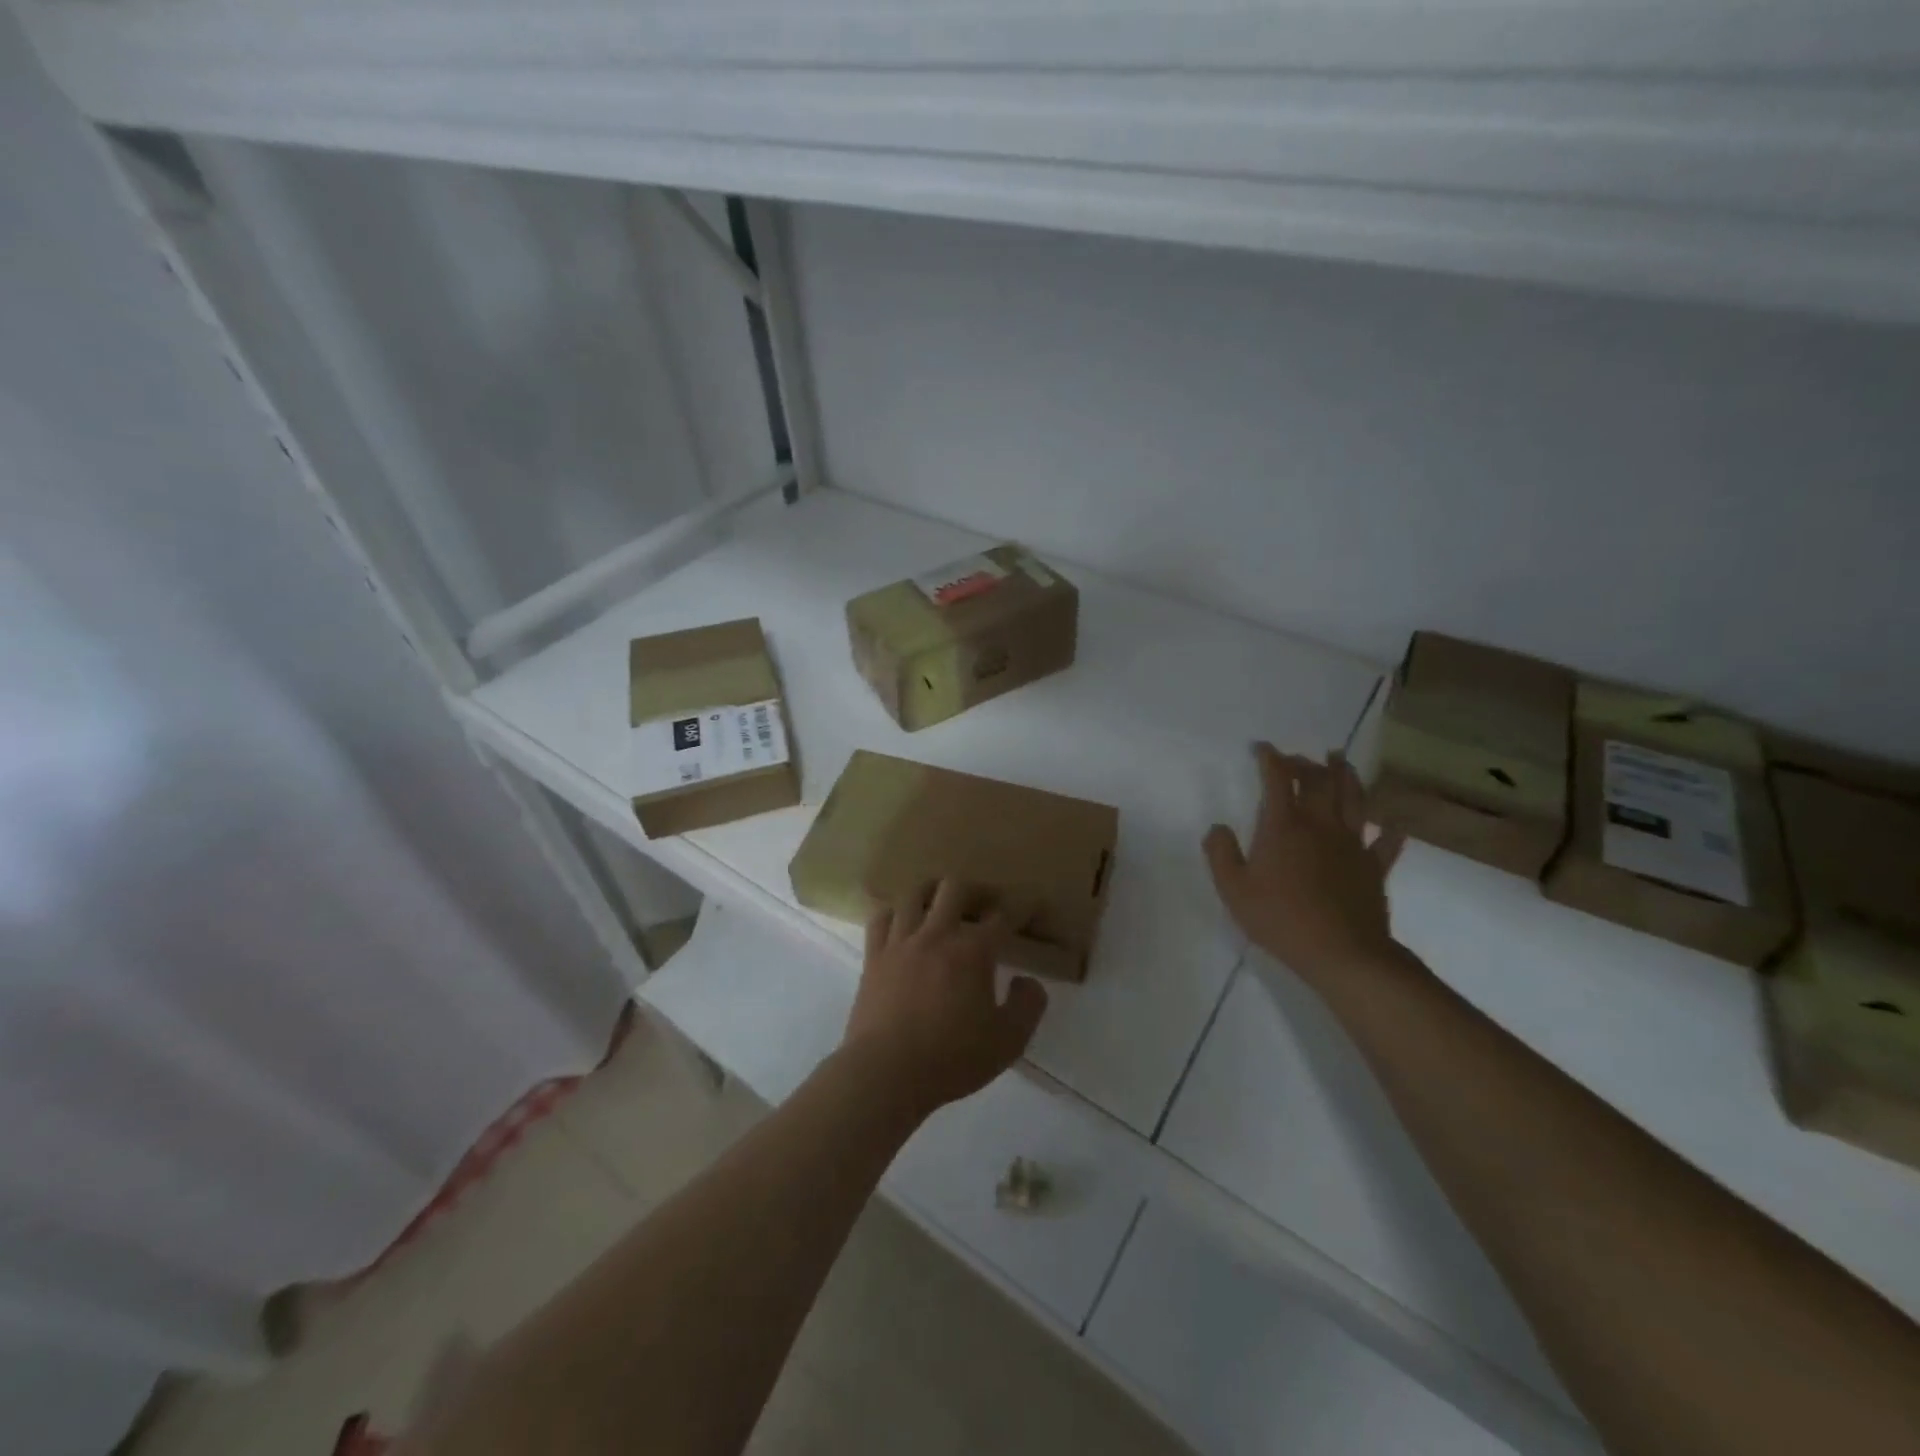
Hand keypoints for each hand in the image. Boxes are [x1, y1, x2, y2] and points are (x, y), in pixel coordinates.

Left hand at [841, 879, 1049, 1118]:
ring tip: (942, 905)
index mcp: (973, 951)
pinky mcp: (874, 957)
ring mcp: (901, 942)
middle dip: (977, 890)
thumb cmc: (951, 1059)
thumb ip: (1028, 1006)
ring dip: (933, 893)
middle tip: (986, 904)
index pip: (1004, 916)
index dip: (1022, 907)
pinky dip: (894, 913)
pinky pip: (880, 918)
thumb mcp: (1007, 1042)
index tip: (1032, 905)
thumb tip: (1028, 981)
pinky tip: (901, 922)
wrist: (886, 1073)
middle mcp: (937, 935)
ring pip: (915, 894)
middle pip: (956, 888)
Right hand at [1203, 744, 1406, 988]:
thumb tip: (1217, 827)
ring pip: (1354, 799)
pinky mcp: (1374, 867)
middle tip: (1296, 759)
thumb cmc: (1280, 918)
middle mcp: (1320, 825)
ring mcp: (1352, 844)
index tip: (1261, 748)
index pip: (1277, 779)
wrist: (1342, 952)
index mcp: (1284, 826)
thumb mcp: (1233, 889)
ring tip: (1341, 761)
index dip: (1269, 758)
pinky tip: (1393, 823)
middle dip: (1306, 763)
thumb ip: (1220, 854)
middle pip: (1318, 781)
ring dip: (1347, 776)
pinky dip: (1391, 829)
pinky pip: (1387, 842)